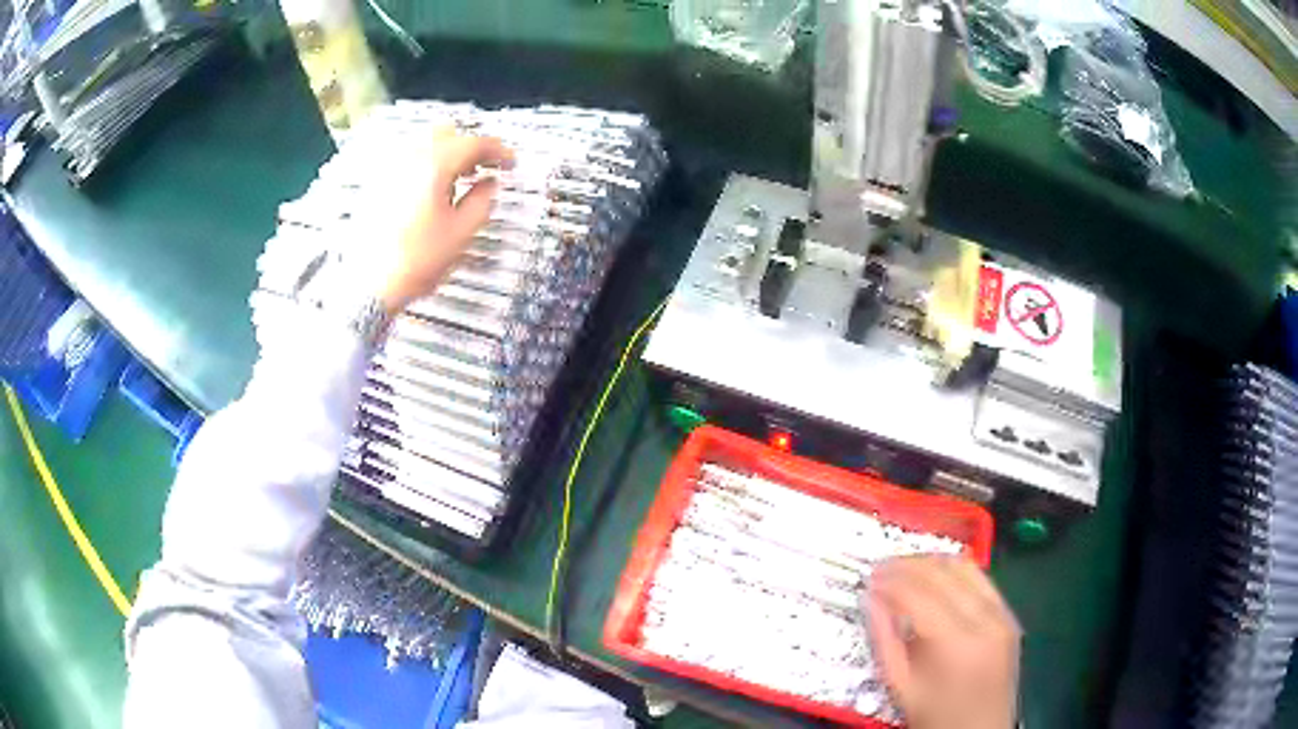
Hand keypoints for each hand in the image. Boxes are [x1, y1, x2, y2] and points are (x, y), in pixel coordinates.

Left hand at [365, 129, 513, 314]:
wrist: (372, 284)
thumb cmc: (415, 261)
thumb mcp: (462, 232)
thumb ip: (483, 200)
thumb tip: (490, 184)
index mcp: (434, 166)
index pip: (475, 144)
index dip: (498, 151)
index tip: (510, 161)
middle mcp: (410, 160)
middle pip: (449, 135)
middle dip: (471, 147)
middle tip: (487, 165)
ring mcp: (391, 170)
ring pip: (426, 145)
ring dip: (449, 154)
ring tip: (462, 177)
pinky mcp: (379, 184)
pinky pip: (409, 161)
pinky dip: (428, 165)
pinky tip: (434, 187)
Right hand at [866, 555, 1020, 728]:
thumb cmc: (936, 717)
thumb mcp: (902, 688)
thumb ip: (886, 641)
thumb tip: (872, 600)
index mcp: (957, 643)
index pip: (920, 595)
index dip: (891, 581)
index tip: (868, 578)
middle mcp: (986, 619)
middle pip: (944, 573)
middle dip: (908, 565)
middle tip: (880, 569)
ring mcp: (1003, 614)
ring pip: (966, 568)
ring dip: (932, 563)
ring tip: (904, 569)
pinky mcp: (1010, 616)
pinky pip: (981, 580)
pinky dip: (954, 573)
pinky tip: (935, 579)